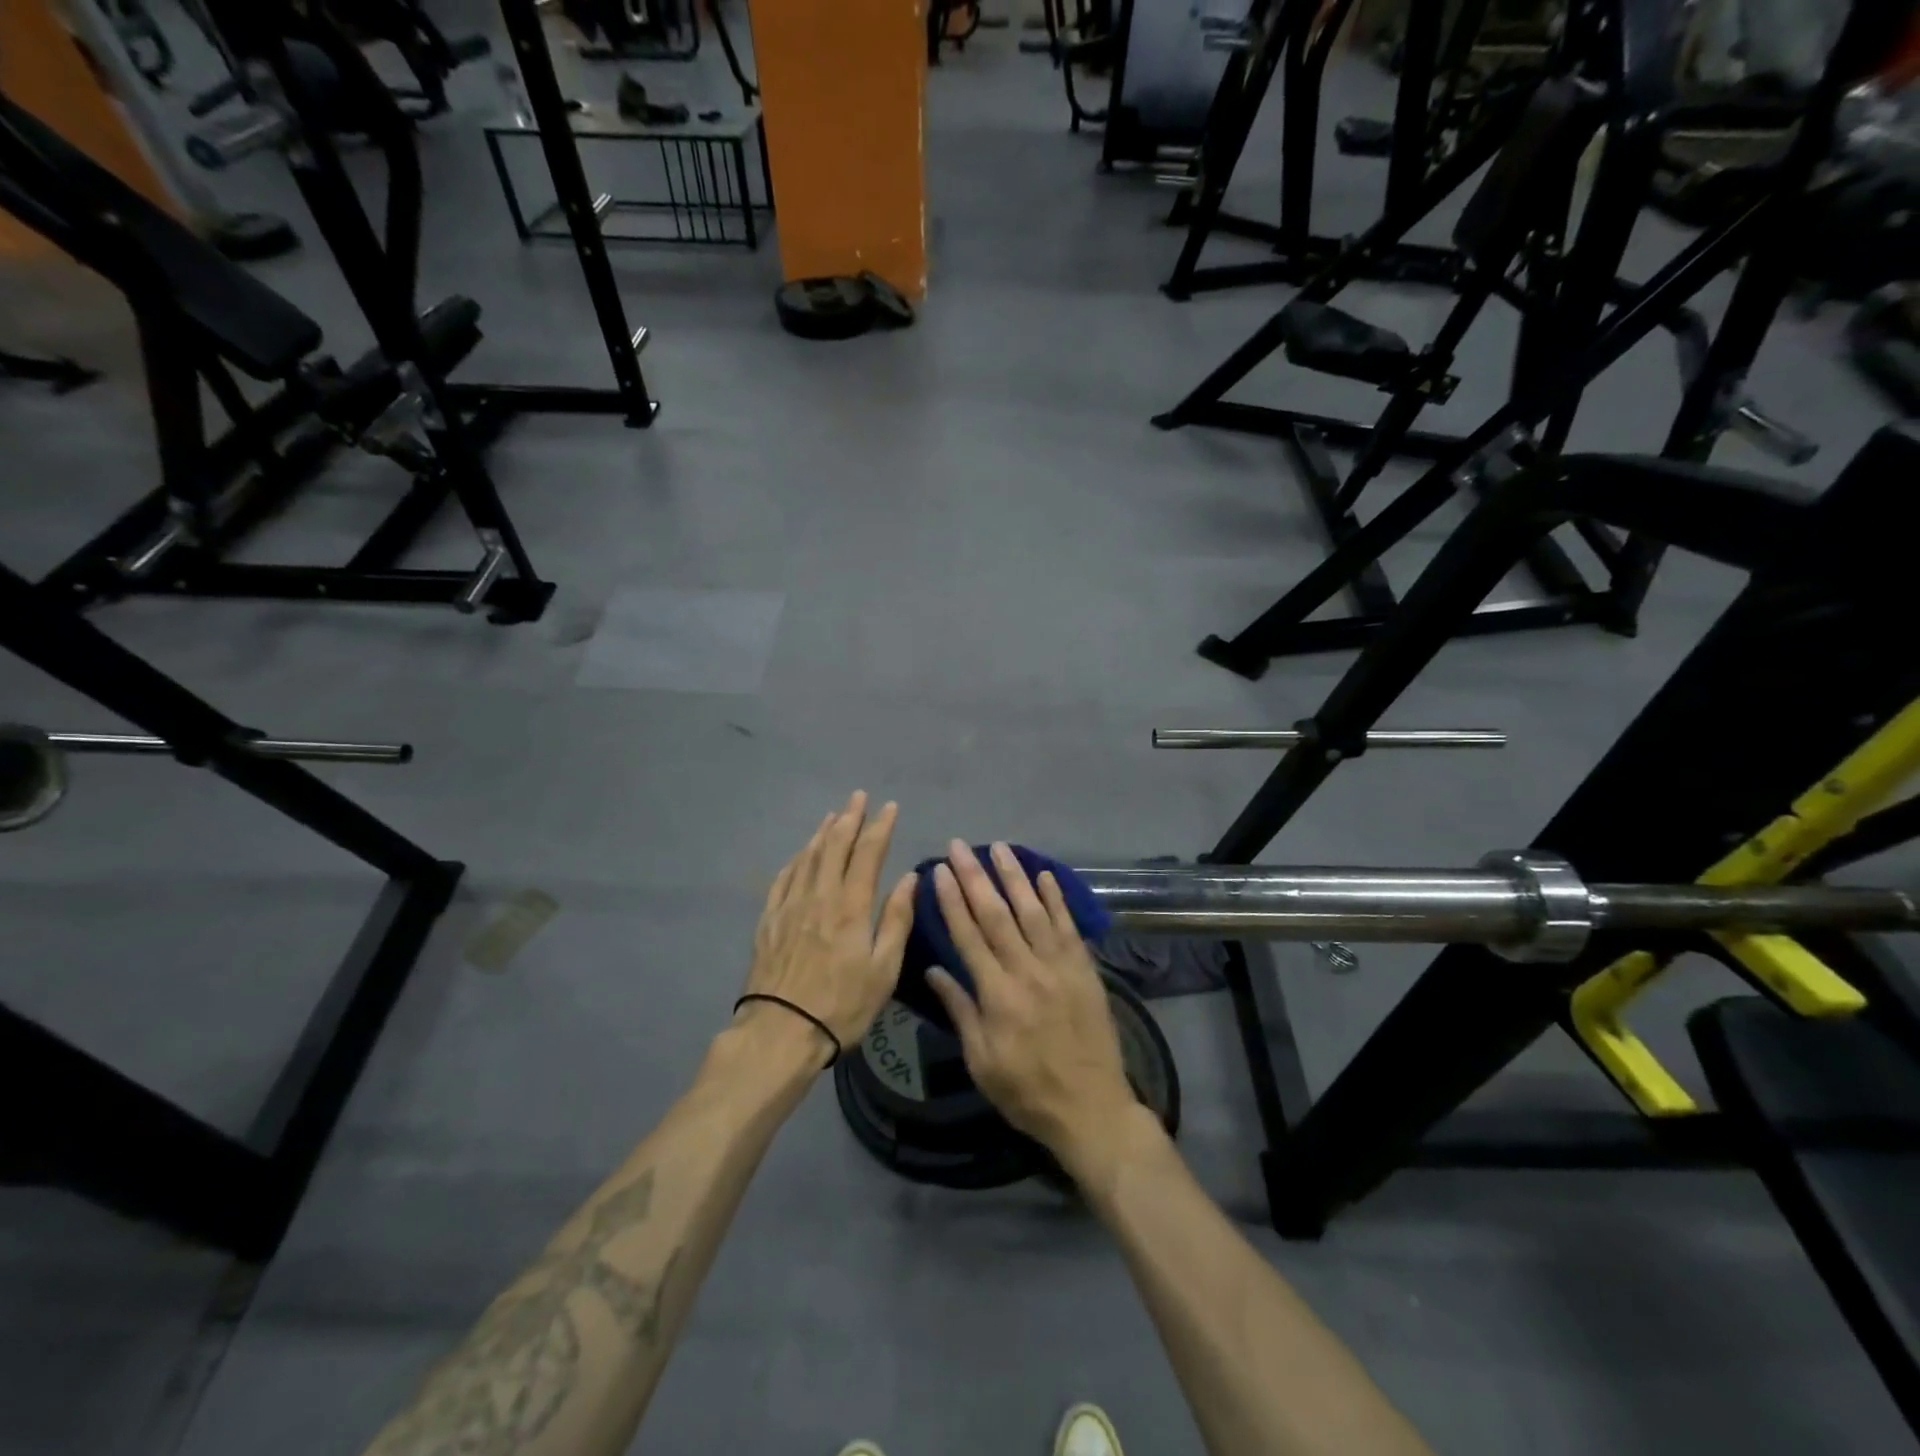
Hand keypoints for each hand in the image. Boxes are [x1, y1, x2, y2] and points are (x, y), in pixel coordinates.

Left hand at [738, 792, 916, 1064]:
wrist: (780, 1031)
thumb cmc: (841, 1005)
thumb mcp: (884, 969)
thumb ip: (896, 919)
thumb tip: (909, 878)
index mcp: (851, 905)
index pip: (868, 853)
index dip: (880, 826)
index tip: (890, 807)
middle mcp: (819, 895)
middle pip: (834, 845)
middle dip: (849, 817)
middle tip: (858, 797)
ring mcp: (789, 906)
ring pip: (807, 857)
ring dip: (822, 832)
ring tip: (832, 815)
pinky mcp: (768, 920)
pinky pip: (783, 878)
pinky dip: (796, 859)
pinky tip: (800, 855)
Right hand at [923, 840, 1140, 1174]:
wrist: (1092, 1108)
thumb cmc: (1027, 1091)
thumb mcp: (981, 1061)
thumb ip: (960, 1011)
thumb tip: (934, 970)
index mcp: (997, 995)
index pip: (968, 936)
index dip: (952, 901)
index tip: (939, 871)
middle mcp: (1027, 971)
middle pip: (997, 915)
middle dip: (975, 877)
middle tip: (959, 846)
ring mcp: (1060, 967)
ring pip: (1033, 911)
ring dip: (1014, 876)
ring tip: (998, 847)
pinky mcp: (1085, 969)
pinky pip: (1069, 926)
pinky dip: (1056, 898)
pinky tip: (1044, 874)